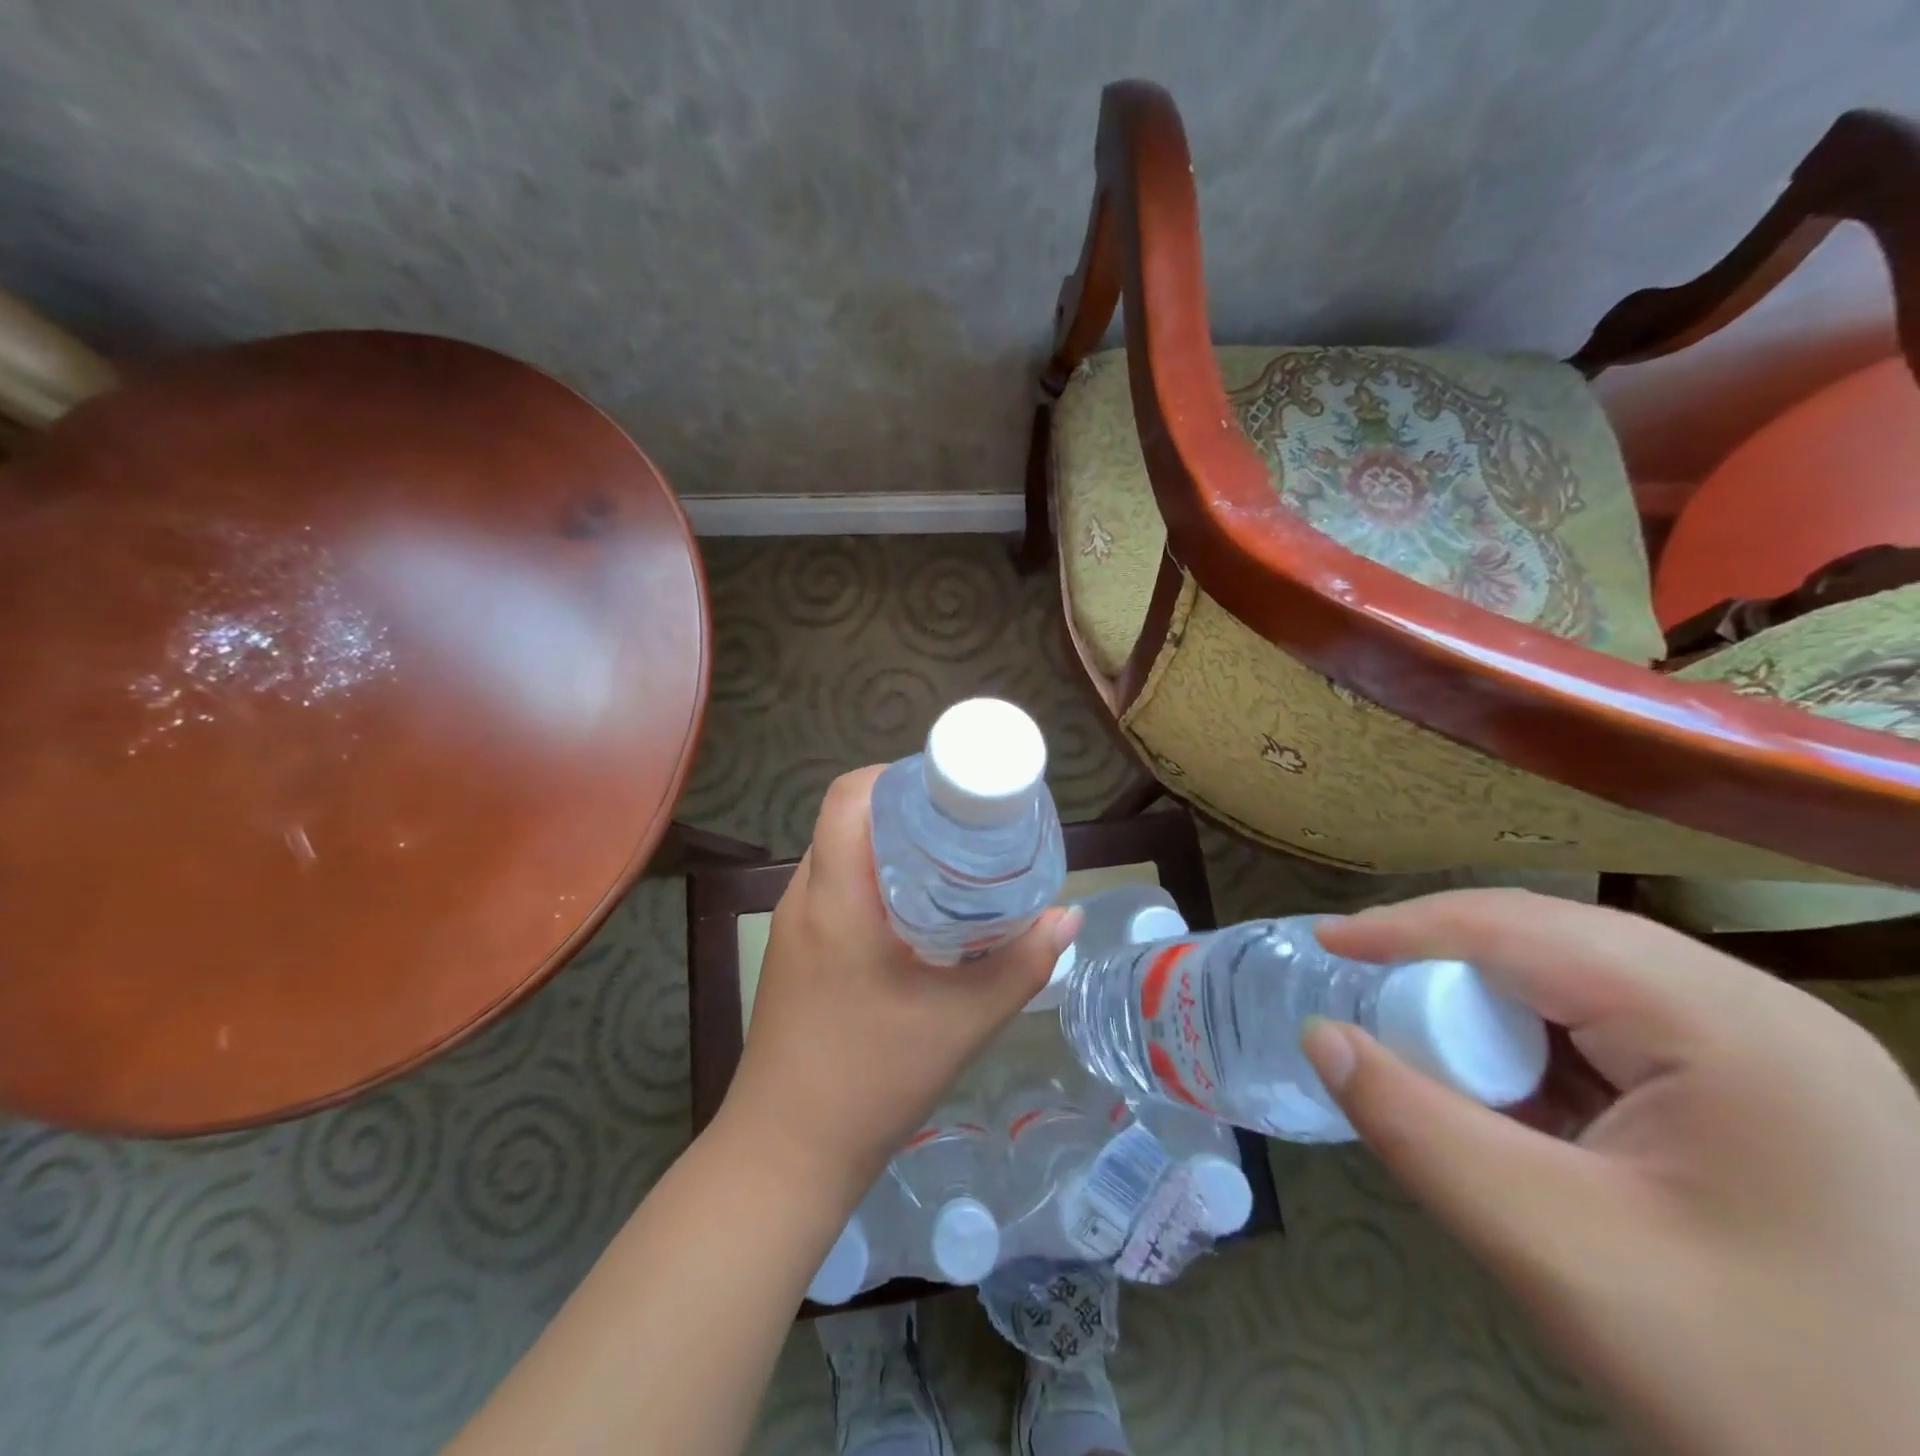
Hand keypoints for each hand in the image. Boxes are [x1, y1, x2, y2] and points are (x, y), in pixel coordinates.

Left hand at [721, 766, 1078, 1208]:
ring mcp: (792, 925)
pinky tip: (916, 915)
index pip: (850, 796)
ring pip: (841, 855)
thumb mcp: (962, 1021)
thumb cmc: (871, 1078)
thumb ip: (1021, 964)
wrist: (787, 1152)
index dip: (897, 776)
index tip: (950, 791)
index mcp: (835, 896)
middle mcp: (804, 897)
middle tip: (966, 827)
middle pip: (848, 820)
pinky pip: (833, 889)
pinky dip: (874, 881)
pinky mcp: (794, 952)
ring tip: (949, 864)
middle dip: (906, 811)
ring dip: (890, 848)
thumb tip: (1068, 916)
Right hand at [1304, 889, 1919, 1455]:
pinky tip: (1517, 1095)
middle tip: (1372, 1007)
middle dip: (1450, 967)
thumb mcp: (1559, 1252)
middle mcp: (1765, 1013)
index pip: (1528, 930)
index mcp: (1732, 1029)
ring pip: (1585, 980)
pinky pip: (1622, 1029)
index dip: (1409, 926)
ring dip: (1495, 1008)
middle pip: (1559, 943)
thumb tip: (1321, 1036)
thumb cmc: (1773, 1393)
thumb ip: (1418, 1129)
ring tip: (1435, 1053)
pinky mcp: (1778, 1092)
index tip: (1324, 942)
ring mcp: (1782, 1052)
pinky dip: (1545, 1046)